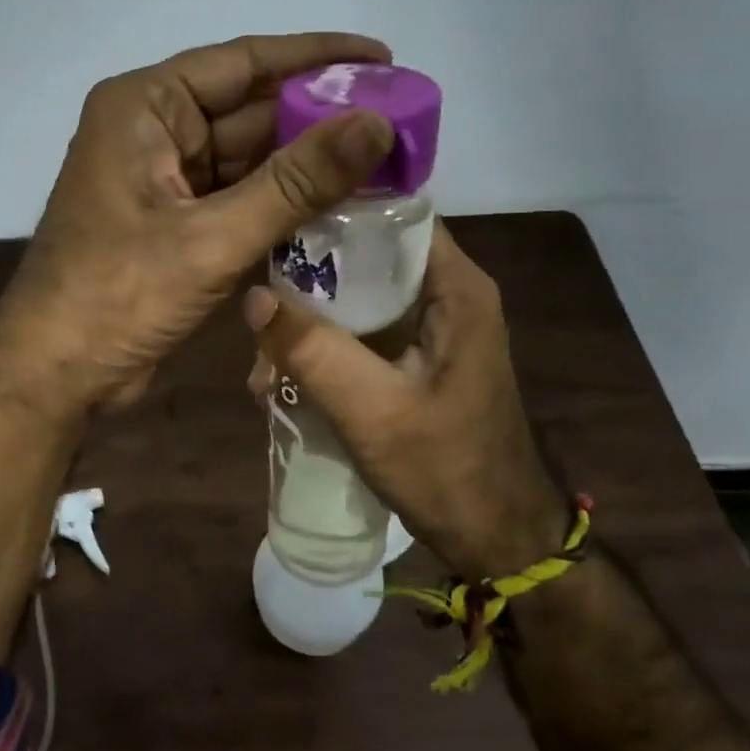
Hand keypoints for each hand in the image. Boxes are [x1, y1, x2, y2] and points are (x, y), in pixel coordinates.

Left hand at [0, 33, 395, 414]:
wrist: (55, 373)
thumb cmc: (118, 295)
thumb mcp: (211, 236)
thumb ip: (296, 182)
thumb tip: (377, 123)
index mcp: (146, 108)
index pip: (244, 62)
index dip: (317, 58)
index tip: (384, 58)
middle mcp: (153, 132)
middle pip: (250, 110)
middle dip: (319, 118)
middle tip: (399, 122)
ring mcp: (163, 181)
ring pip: (248, 159)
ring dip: (306, 165)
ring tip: (384, 163)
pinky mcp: (174, 225)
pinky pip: (238, 199)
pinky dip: (281, 204)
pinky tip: (337, 207)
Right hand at [243, 222, 565, 578]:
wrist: (497, 539)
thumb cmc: (446, 470)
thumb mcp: (372, 410)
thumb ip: (313, 351)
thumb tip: (252, 296)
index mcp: (454, 288)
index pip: (393, 214)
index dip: (335, 211)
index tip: (278, 223)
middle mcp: (446, 295)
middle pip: (368, 256)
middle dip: (309, 278)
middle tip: (258, 304)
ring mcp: (431, 329)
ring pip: (358, 298)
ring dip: (309, 321)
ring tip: (262, 360)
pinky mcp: (417, 360)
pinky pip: (362, 334)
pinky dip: (324, 348)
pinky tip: (284, 379)